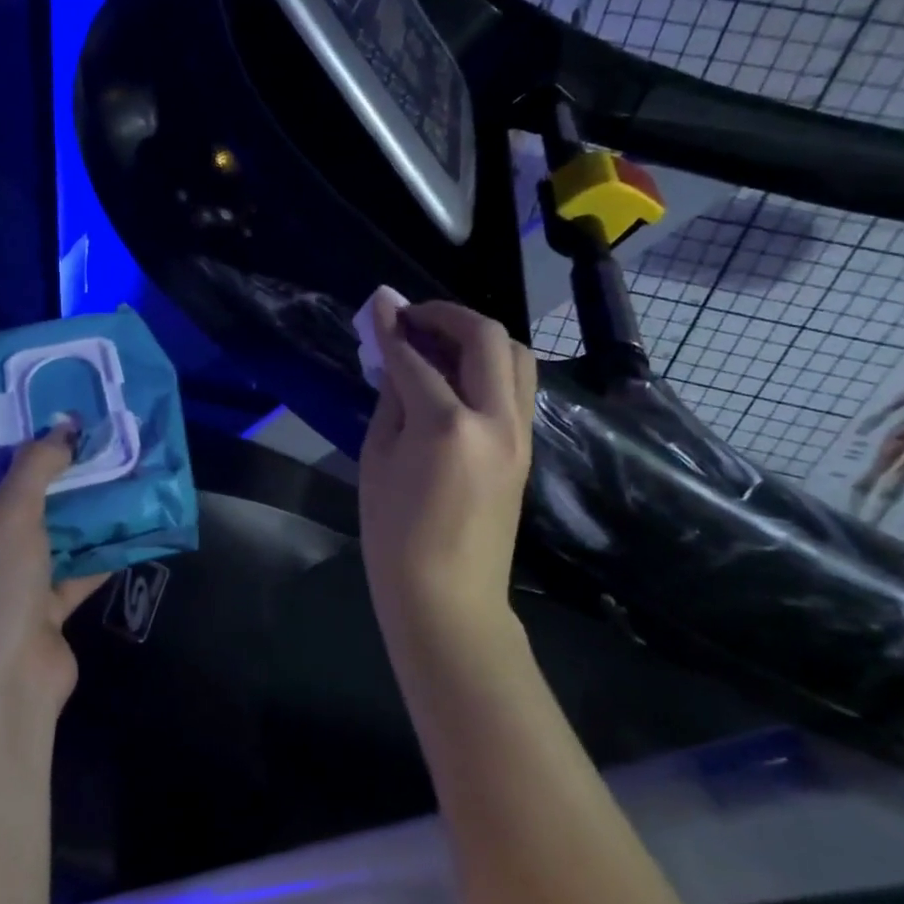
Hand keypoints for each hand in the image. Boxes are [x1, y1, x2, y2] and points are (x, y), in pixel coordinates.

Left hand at [0, 425, 108, 718]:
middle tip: (92, 436)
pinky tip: (131, 522)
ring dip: (81, 509)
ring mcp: (11, 584)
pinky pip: (76, 569)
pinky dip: (100, 550)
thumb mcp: (9, 514)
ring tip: (117, 469)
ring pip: (51, 534)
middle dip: (54, 472)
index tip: (44, 412)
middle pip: (18, 500)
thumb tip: (65, 429)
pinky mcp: (44, 609)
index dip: (6, 441)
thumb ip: (37, 466)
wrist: (3, 688)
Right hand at [359, 294, 537, 648]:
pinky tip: (457, 376)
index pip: (417, 358)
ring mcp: (520, 433)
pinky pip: (516, 386)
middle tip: (414, 317)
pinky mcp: (526, 447)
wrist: (449, 599)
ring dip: (478, 336)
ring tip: (440, 343)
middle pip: (486, 338)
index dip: (393, 327)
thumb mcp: (377, 459)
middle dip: (447, 316)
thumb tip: (395, 356)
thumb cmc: (396, 535)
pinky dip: (489, 366)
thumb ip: (392, 398)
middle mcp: (495, 419)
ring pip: (515, 356)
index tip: (380, 303)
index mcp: (448, 425)